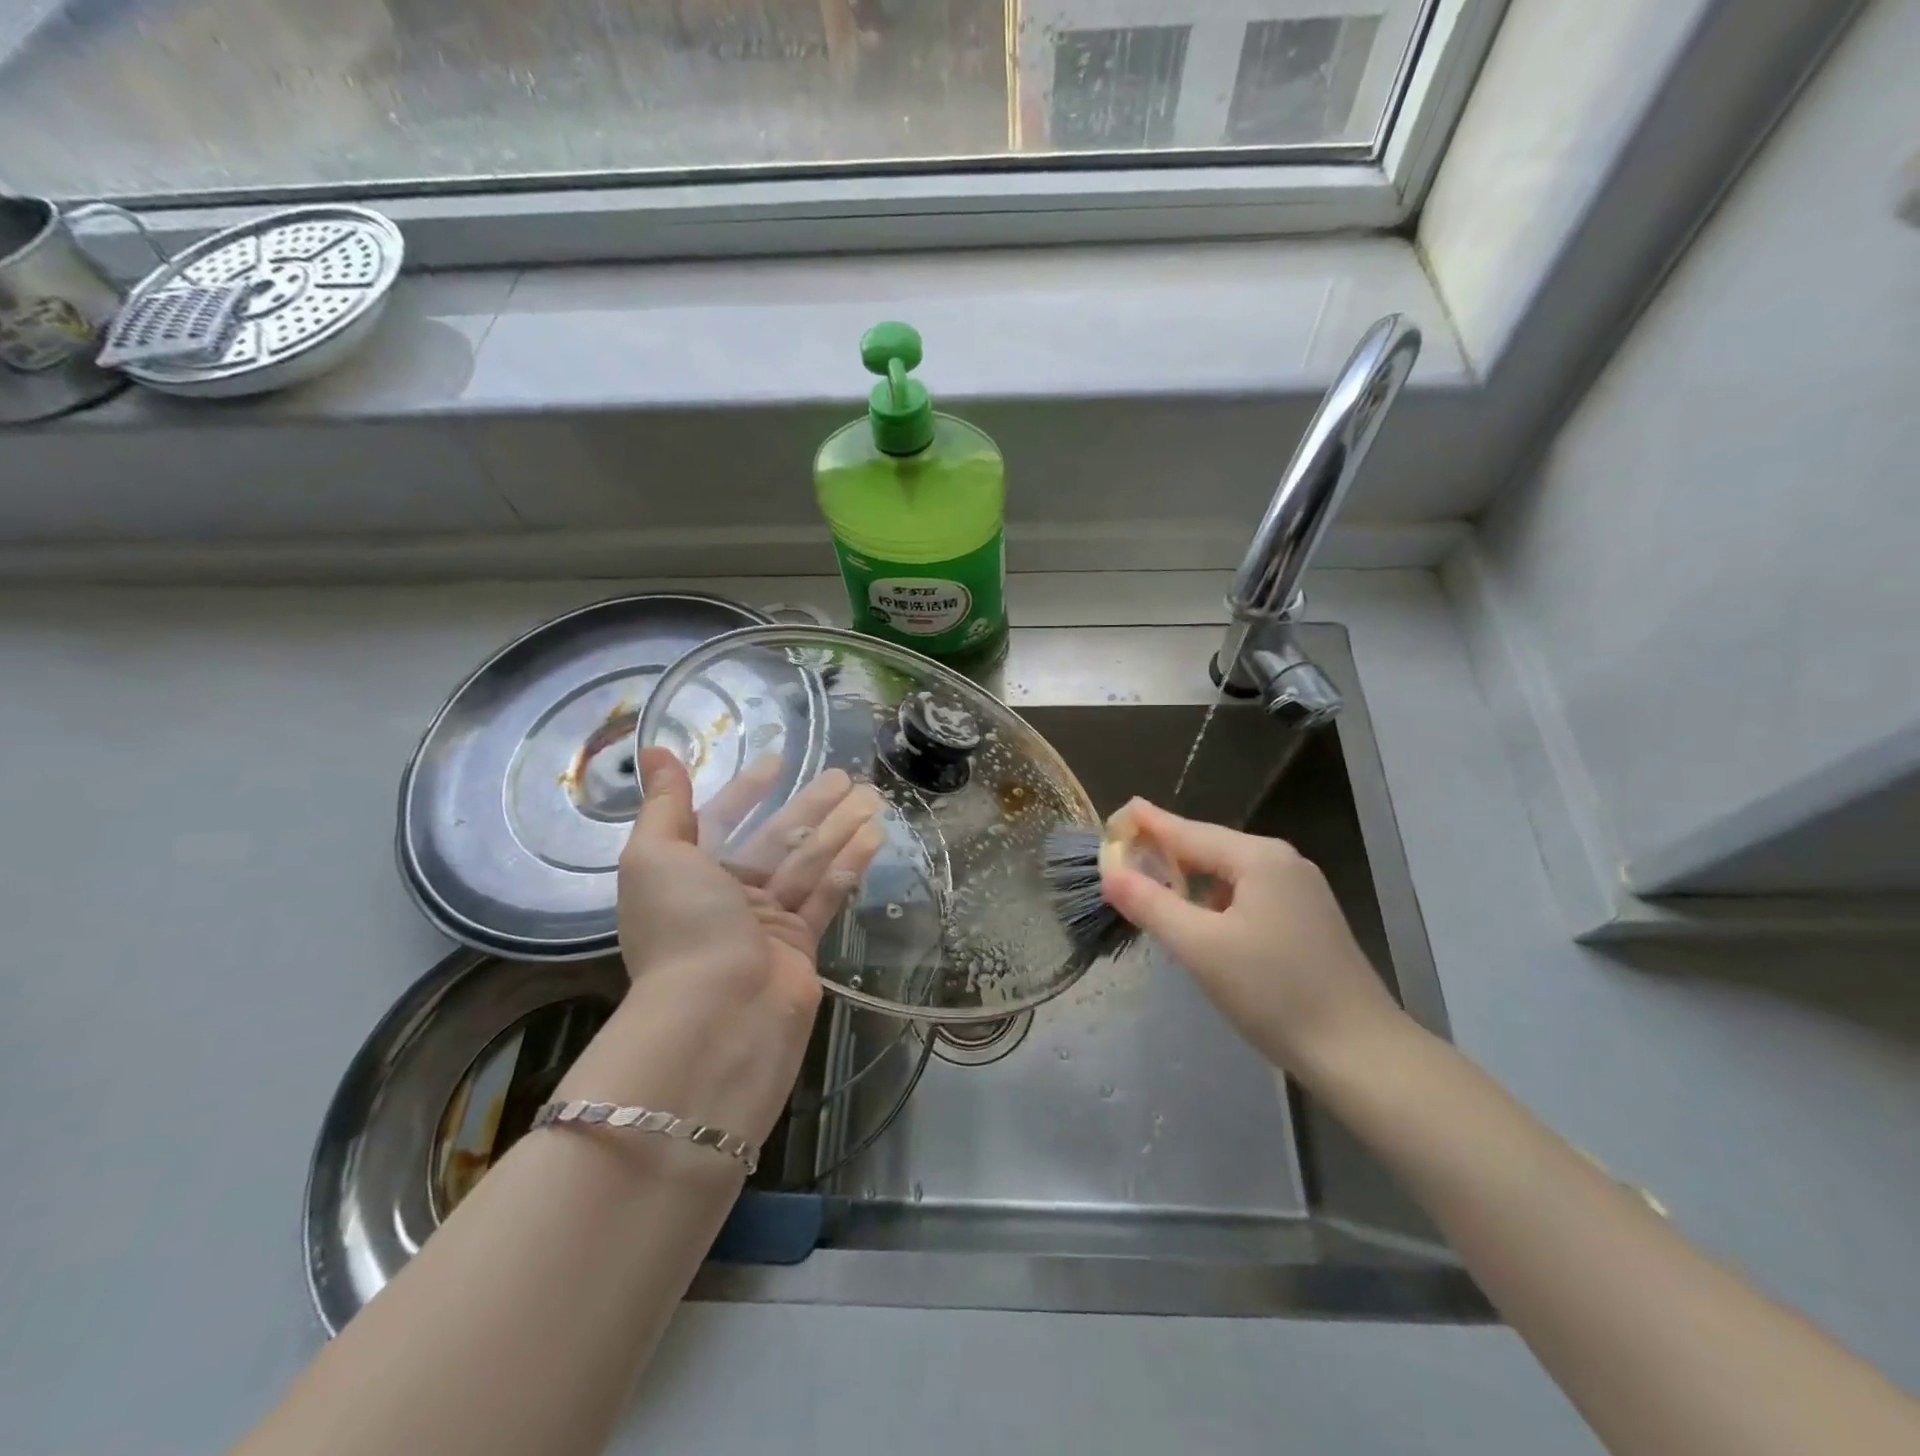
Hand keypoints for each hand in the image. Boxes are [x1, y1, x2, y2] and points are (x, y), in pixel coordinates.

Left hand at [578, 748, 884, 1142]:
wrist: (718, 1016)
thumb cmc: (683, 926)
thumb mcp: (657, 855)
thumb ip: (664, 803)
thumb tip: (654, 749)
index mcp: (689, 874)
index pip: (722, 820)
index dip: (747, 791)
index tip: (777, 763)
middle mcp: (727, 897)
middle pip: (776, 839)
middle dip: (809, 806)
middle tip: (845, 776)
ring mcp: (767, 923)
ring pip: (808, 863)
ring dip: (839, 828)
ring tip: (872, 796)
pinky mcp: (802, 945)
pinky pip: (827, 895)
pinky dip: (849, 865)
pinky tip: (875, 836)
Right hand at [1098, 799, 1402, 1079]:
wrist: (1361, 1053)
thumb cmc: (1274, 993)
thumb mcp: (1200, 947)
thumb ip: (1151, 904)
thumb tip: (1110, 872)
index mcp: (1259, 858)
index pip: (1188, 831)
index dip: (1148, 824)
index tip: (1116, 813)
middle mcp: (1283, 862)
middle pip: (1209, 848)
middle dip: (1166, 853)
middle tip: (1122, 858)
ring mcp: (1300, 891)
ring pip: (1228, 874)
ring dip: (1189, 879)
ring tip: (1151, 888)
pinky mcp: (1307, 919)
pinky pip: (1247, 894)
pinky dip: (1214, 900)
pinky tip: (1198, 920)